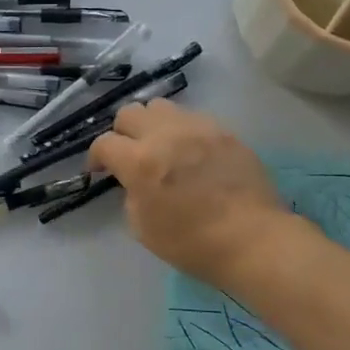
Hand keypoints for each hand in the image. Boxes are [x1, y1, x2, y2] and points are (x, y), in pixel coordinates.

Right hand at [88, 99, 285, 288]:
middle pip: (129, 112)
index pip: (104, 143)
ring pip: (161, 107)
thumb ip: (131, 194)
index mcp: (140, 162)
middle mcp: (165, 135)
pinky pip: (193, 118)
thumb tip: (135, 181)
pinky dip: (182, 131)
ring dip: (152, 124)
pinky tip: (190, 153)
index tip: (99, 170)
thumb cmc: (192, 243)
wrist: (253, 240)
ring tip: (160, 146)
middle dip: (122, 132)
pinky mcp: (224, 132)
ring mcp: (198, 128)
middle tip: (129, 154)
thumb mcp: (142, 227)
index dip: (95, 157)